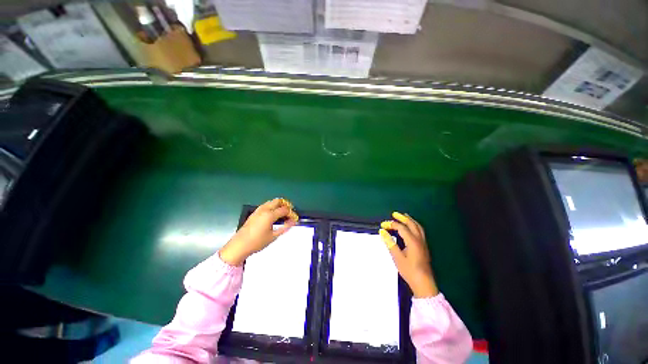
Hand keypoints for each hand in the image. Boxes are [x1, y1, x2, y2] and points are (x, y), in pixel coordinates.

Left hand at [219, 198, 298, 265]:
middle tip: (289, 213)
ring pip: (271, 202)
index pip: (284, 209)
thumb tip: (293, 222)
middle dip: (285, 205)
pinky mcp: (254, 213)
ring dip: (278, 205)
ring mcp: (258, 210)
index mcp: (270, 215)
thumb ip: (285, 227)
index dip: (291, 213)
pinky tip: (273, 215)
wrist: (239, 245)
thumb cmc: (257, 242)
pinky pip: (265, 205)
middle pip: (278, 201)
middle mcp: (264, 209)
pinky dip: (272, 207)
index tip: (294, 218)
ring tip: (282, 214)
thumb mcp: (273, 236)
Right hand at [380, 212, 438, 297]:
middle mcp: (419, 239)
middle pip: (411, 224)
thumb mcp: (397, 257)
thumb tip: (382, 231)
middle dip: (402, 217)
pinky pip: (420, 231)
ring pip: (417, 226)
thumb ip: (390, 243)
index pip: (401, 227)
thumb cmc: (409, 271)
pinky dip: (414, 225)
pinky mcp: (424, 246)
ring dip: (410, 220)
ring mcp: (423, 243)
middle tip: (394, 214)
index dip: (391, 224)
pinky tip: (410, 227)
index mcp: (412, 241)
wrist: (424, 283)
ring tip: (403, 216)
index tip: (382, 225)